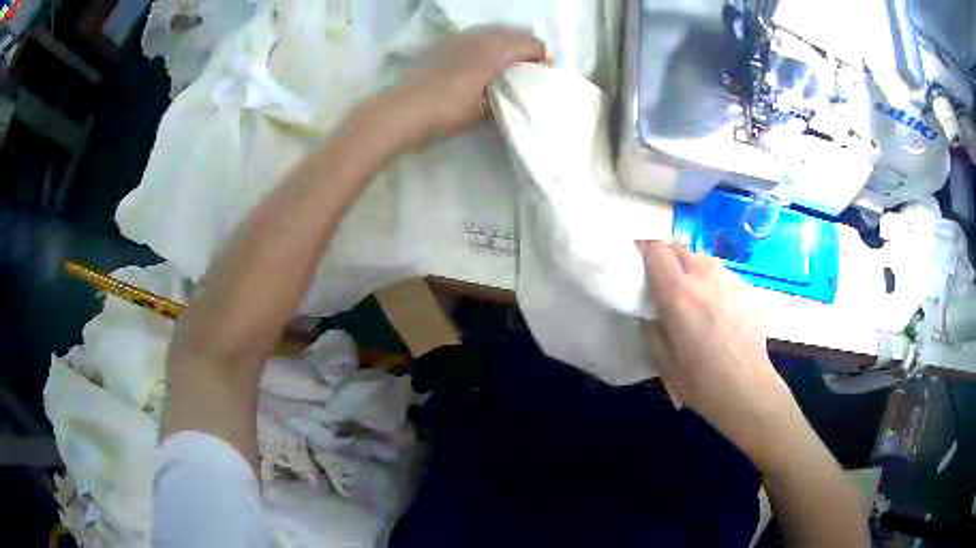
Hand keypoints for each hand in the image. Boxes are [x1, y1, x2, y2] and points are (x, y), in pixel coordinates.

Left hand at [382, 26, 545, 146]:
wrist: (401, 110)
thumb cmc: (446, 112)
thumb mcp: (483, 112)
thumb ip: (502, 97)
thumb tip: (510, 92)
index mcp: (494, 53)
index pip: (530, 43)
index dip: (541, 56)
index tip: (542, 73)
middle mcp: (479, 38)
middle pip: (513, 33)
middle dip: (525, 47)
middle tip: (527, 68)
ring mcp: (458, 38)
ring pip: (492, 31)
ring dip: (504, 43)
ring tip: (504, 63)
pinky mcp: (442, 43)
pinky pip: (473, 36)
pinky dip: (484, 43)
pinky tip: (477, 60)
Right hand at [637, 241, 795, 461]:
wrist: (746, 389)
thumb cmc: (700, 381)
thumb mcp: (662, 358)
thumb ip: (651, 325)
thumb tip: (650, 308)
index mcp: (678, 293)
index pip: (656, 250)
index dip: (644, 248)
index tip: (638, 258)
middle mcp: (704, 277)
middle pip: (680, 248)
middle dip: (667, 258)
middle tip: (664, 281)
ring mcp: (729, 280)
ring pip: (703, 260)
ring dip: (692, 269)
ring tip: (694, 296)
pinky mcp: (747, 289)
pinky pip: (724, 276)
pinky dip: (714, 285)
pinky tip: (718, 311)